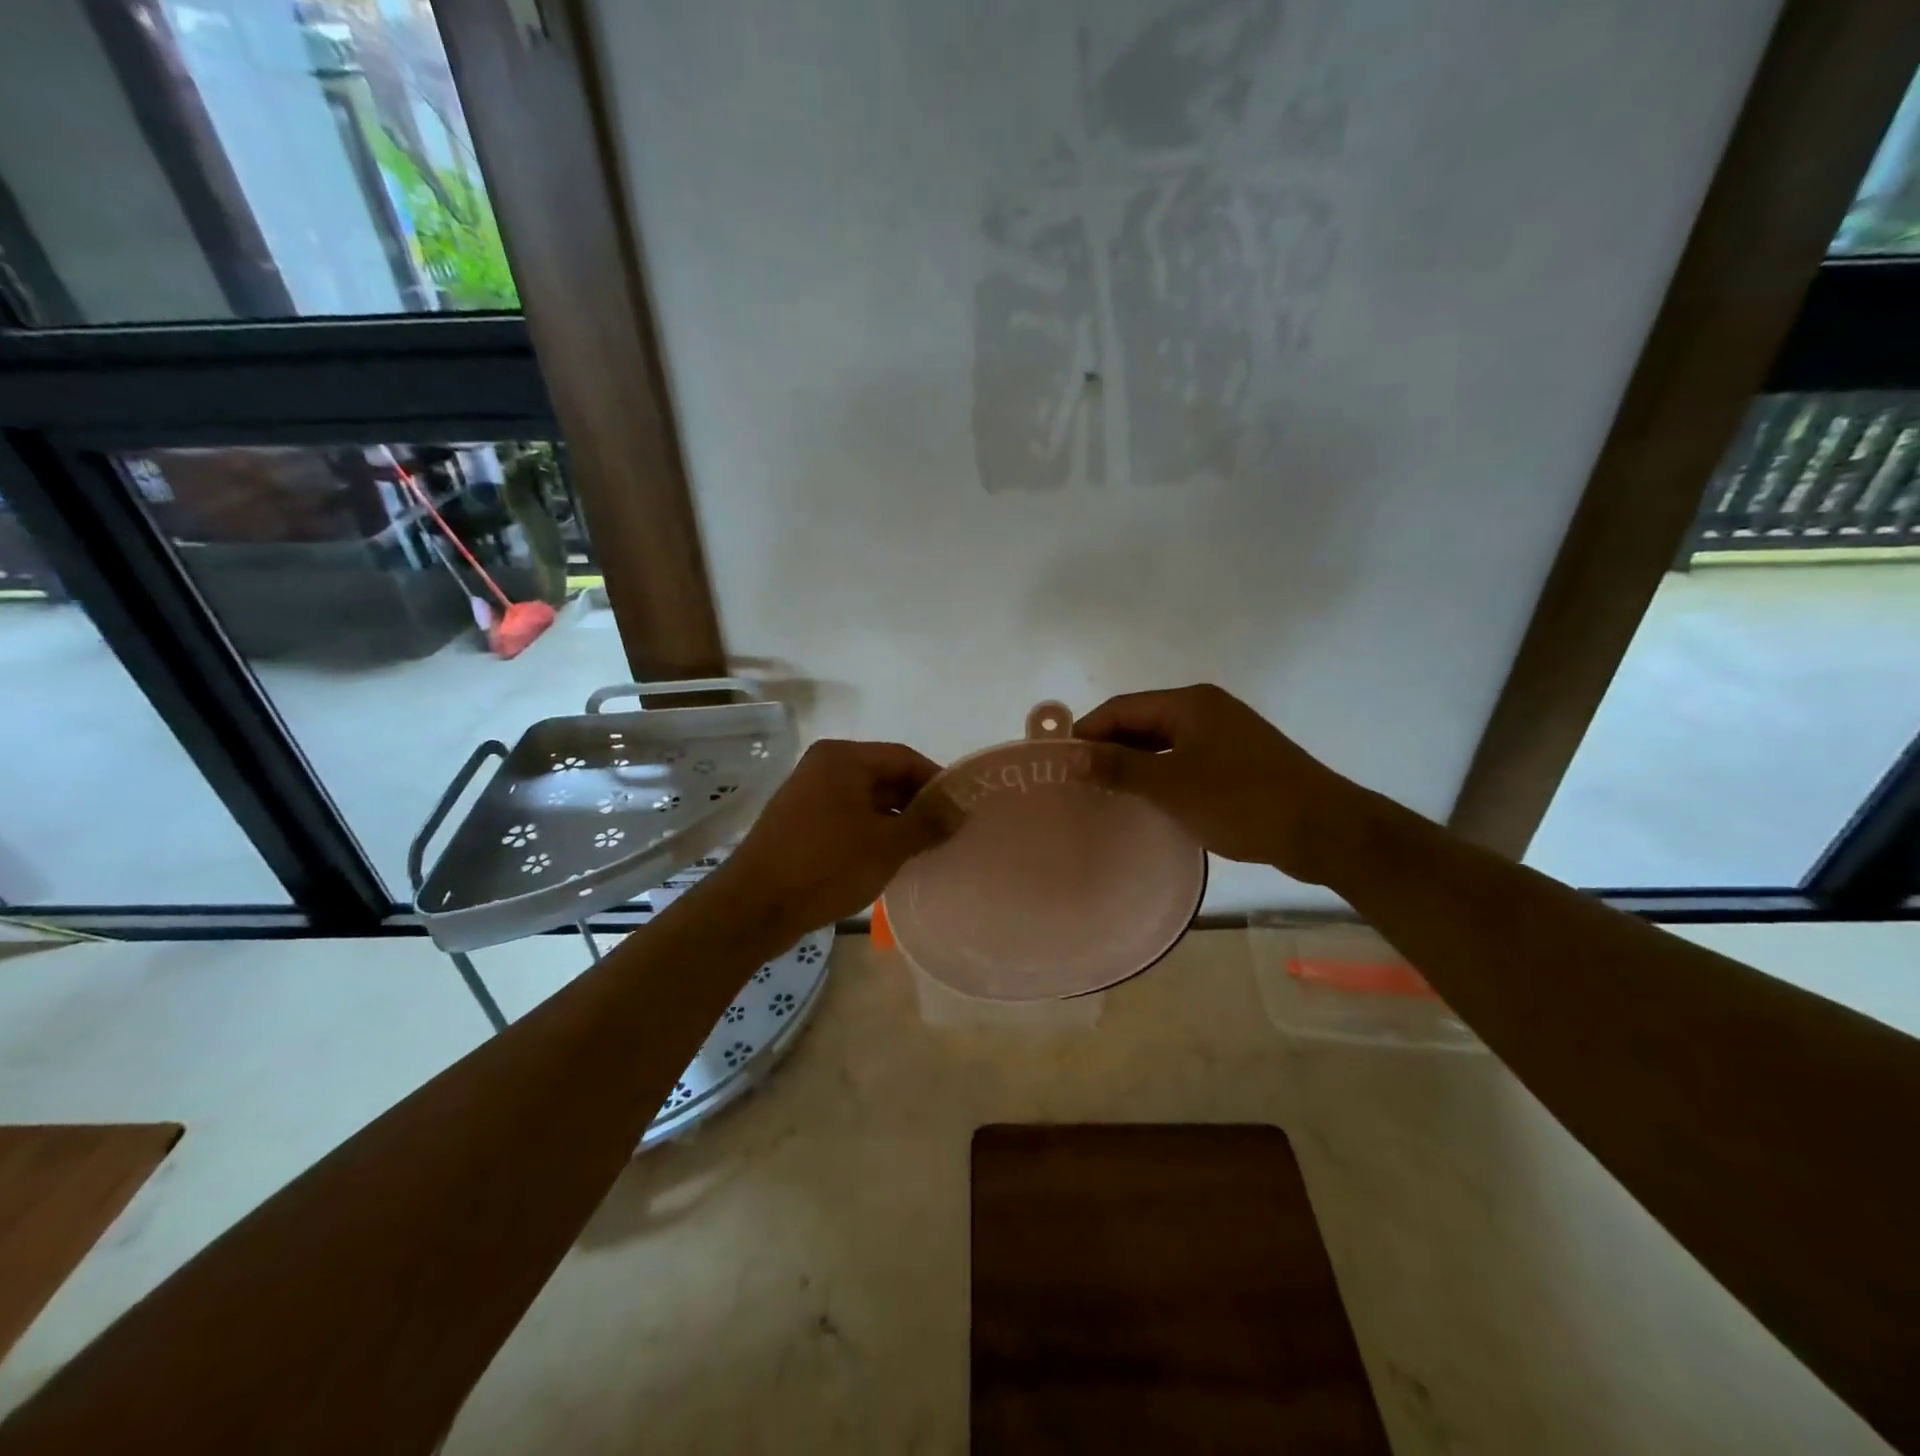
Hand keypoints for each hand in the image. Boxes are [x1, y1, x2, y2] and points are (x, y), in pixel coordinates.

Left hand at [706, 739, 955, 938]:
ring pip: (867, 800)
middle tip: (947, 832)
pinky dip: (872, 832)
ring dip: (896, 821)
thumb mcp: (887, 844)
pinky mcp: (800, 822)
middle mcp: (824, 766)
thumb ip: (928, 822)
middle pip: (885, 776)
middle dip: (917, 804)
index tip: (961, 810)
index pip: (904, 758)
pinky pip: (847, 817)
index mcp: (843, 758)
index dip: (937, 782)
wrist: (754, 907)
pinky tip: (889, 858)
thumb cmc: (826, 866)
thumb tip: (961, 807)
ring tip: (924, 849)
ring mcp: (808, 794)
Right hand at [1076, 684, 1367, 884]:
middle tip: (1079, 782)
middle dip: (1109, 748)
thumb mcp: (1172, 785)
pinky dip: (1162, 774)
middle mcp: (1206, 708)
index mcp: (1189, 703)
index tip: (1060, 763)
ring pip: (1164, 742)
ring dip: (1135, 763)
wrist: (1323, 829)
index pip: (1121, 708)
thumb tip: (1074, 756)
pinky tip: (1149, 800)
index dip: (1087, 732)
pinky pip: (1186, 758)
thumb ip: (1120, 768)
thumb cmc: (1241, 801)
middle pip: (1142, 721)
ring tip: (1107, 794)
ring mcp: (1226, 733)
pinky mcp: (1239, 759)